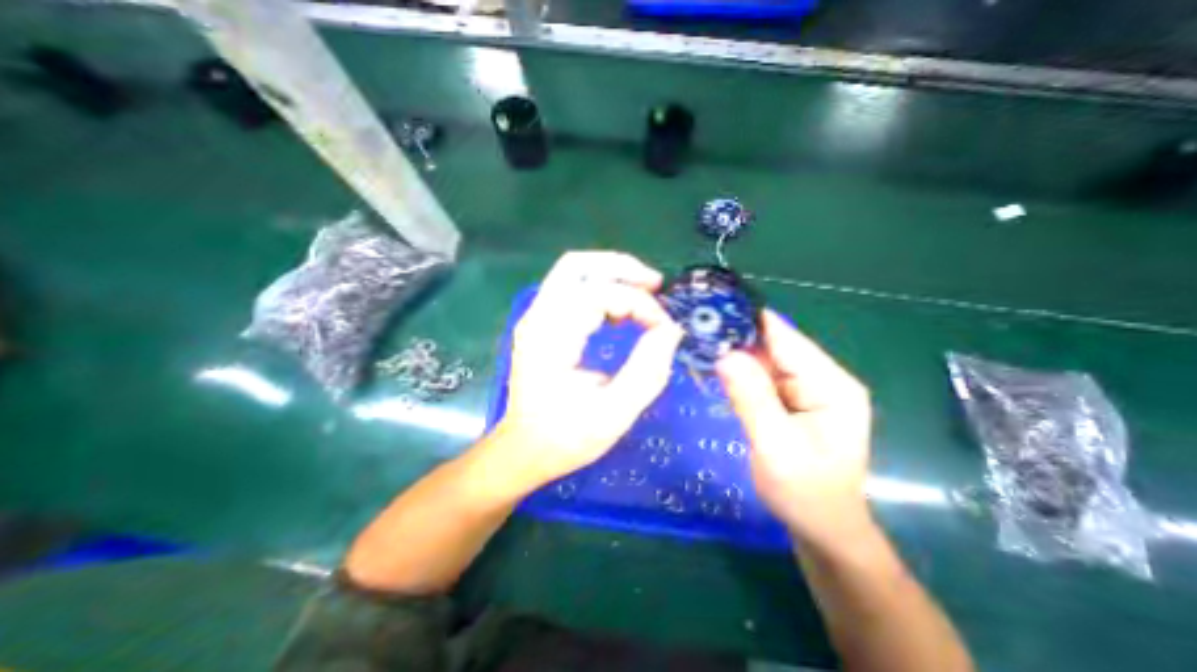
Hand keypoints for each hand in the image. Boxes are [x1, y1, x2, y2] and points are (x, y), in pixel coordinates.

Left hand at [493, 251, 682, 486]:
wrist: (524, 449)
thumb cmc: (564, 438)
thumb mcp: (613, 414)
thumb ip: (646, 372)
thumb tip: (671, 332)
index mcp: (549, 338)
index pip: (597, 294)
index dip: (638, 304)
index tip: (664, 329)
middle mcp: (538, 318)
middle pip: (577, 265)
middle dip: (622, 268)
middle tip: (656, 285)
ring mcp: (537, 317)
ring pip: (575, 272)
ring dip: (613, 276)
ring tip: (646, 294)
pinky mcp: (543, 323)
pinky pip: (574, 290)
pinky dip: (603, 291)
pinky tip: (623, 311)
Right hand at [715, 313, 876, 547]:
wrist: (821, 528)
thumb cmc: (805, 495)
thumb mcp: (775, 447)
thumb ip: (752, 399)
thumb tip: (725, 355)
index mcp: (831, 385)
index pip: (786, 339)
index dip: (748, 322)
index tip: (710, 310)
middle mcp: (822, 378)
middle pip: (774, 346)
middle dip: (736, 338)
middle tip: (695, 330)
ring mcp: (807, 388)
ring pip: (764, 359)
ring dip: (734, 354)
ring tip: (699, 344)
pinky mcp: (792, 398)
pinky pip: (762, 376)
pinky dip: (739, 372)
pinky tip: (715, 368)